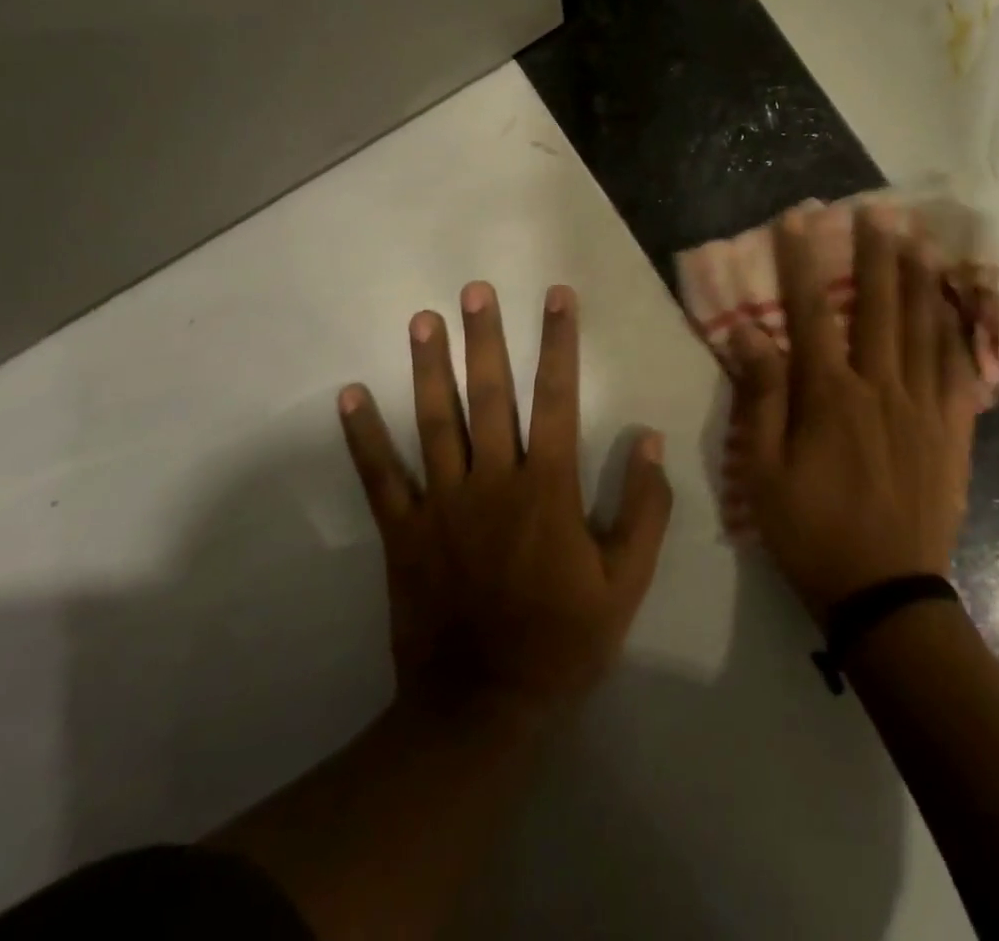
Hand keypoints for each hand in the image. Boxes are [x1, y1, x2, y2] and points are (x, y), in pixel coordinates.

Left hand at [336, 282, 672, 727]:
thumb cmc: (563, 640)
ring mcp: (441, 505)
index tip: (557, 297)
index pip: (557, 398)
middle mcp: (492, 482)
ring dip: (427, 368)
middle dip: (484, 338)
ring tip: (422, 320)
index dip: (559, 343)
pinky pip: (380, 478)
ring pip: (434, 422)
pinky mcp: (403, 533)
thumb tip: (648, 441)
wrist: (481, 708)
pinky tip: (349, 396)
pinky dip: (362, 437)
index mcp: (547, 489)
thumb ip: (644, 509)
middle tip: (474, 290)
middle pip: (489, 396)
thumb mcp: (626, 583)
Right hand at [728, 208, 979, 620]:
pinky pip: (958, 368)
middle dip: (874, 253)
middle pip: (877, 306)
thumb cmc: (812, 532)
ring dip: (918, 278)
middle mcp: (881, 388)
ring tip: (918, 237)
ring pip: (923, 327)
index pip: (810, 313)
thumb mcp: (763, 472)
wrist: (885, 593)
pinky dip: (956, 330)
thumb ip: (760, 398)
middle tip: (876, 209)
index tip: (797, 220)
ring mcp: (923, 407)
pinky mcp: (952, 430)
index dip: (801, 263)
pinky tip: (955, 305)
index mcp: (830, 397)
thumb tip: (748, 333)